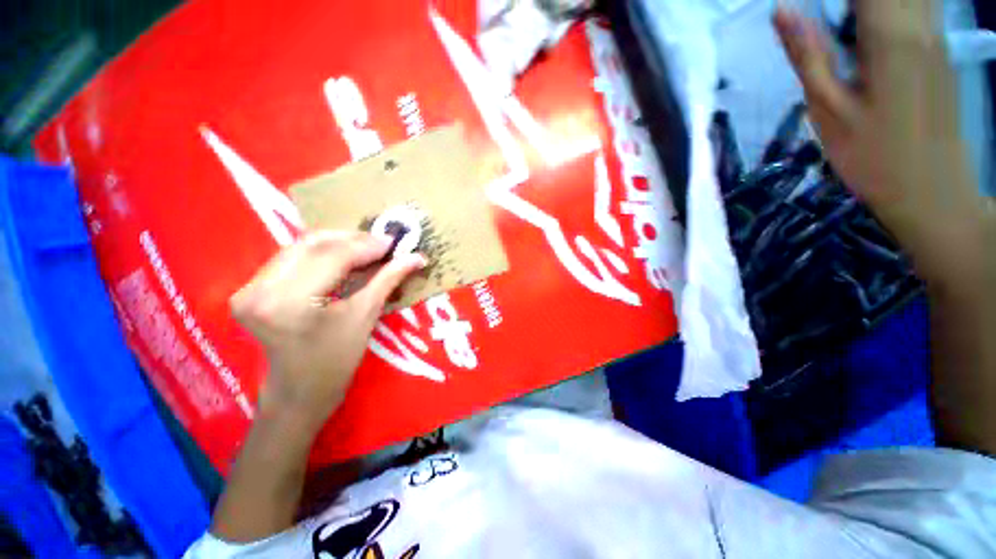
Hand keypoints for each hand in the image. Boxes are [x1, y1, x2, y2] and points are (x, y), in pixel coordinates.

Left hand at [231, 231, 424, 434]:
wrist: (299, 391)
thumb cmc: (336, 361)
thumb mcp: (366, 316)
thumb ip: (388, 279)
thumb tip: (417, 257)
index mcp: (289, 302)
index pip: (332, 257)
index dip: (366, 245)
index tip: (393, 241)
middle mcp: (260, 289)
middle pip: (312, 244)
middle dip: (353, 239)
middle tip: (383, 243)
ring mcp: (249, 287)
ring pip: (301, 246)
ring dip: (338, 243)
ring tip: (368, 249)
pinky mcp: (250, 287)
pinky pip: (292, 257)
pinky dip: (322, 252)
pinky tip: (344, 256)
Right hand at [774, 0, 979, 278]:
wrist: (931, 192)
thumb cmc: (872, 157)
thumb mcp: (828, 109)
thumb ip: (807, 54)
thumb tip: (781, 9)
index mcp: (890, 33)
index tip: (801, 7)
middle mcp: (920, 22)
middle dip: (847, 3)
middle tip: (820, 24)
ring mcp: (935, 35)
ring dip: (867, 8)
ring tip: (840, 32)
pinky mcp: (939, 50)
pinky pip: (915, 8)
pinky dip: (885, 12)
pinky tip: (863, 36)